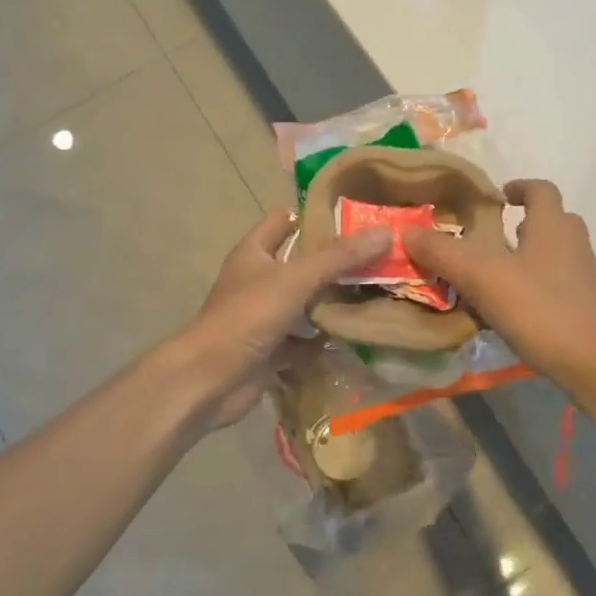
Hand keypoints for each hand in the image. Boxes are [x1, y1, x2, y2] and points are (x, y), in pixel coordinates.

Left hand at [177, 208, 389, 427]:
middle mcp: (258, 280)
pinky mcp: (272, 349)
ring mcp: (264, 316)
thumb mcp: (295, 279)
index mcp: (254, 252)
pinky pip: (305, 340)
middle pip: (302, 263)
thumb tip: (385, 232)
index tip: (356, 217)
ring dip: (335, 302)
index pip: (284, 220)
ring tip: (379, 293)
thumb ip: (339, 257)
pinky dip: (326, 339)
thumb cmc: (247, 317)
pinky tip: (359, 336)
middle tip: (381, 257)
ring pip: (306, 303)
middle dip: (337, 262)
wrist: (210, 380)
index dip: (315, 215)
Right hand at [405, 179, 595, 401]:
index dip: (517, 186)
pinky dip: (529, 288)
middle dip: (517, 225)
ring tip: (486, 277)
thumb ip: (443, 252)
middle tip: (484, 239)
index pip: (540, 188)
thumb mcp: (483, 277)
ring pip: (549, 255)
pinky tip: (505, 312)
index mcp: (553, 225)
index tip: (493, 197)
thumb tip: (407, 231)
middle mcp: (572, 244)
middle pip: (548, 221)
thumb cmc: (541, 310)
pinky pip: (552, 285)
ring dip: (521, 258)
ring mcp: (582, 277)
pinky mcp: (583, 308)